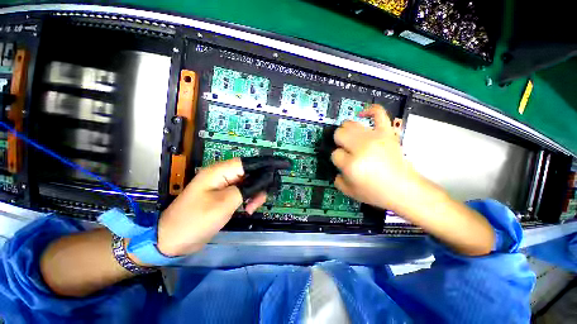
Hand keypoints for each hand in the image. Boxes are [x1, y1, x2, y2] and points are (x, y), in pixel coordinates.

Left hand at [156, 156, 289, 256]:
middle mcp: (222, 175)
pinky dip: (248, 199)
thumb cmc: (196, 220)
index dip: (266, 164)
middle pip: (250, 173)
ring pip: (248, 183)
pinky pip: (242, 192)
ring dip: (254, 194)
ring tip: (251, 209)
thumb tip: (264, 179)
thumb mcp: (225, 203)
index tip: (281, 167)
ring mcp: (223, 186)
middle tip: (260, 200)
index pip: (248, 162)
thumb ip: (246, 188)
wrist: (171, 240)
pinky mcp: (223, 196)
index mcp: (220, 171)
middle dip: (260, 185)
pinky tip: (247, 209)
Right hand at [331, 104, 420, 211]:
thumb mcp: (349, 192)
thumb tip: (337, 167)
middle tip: (346, 151)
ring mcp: (375, 137)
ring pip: (350, 124)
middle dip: (339, 143)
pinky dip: (369, 110)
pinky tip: (362, 115)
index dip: (337, 159)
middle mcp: (361, 148)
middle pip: (339, 134)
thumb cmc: (376, 193)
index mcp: (351, 164)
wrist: (403, 189)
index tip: (344, 164)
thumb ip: (337, 179)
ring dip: (346, 131)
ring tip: (351, 139)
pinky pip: (378, 113)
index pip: (335, 153)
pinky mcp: (387, 132)